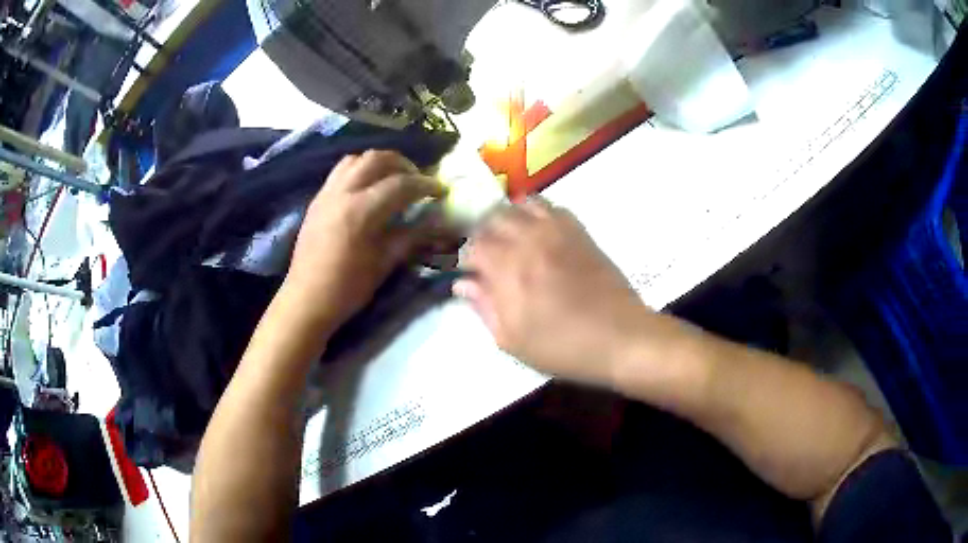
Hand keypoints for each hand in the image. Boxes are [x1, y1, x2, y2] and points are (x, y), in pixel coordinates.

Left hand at [285, 150, 445, 334]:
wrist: (307, 299)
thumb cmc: (348, 287)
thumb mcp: (385, 262)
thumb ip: (412, 236)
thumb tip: (438, 221)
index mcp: (362, 210)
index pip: (401, 184)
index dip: (426, 184)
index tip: (441, 190)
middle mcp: (343, 192)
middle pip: (378, 159)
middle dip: (404, 164)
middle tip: (418, 180)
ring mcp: (327, 193)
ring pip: (357, 159)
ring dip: (380, 163)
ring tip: (393, 179)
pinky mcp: (317, 199)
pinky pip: (341, 171)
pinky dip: (360, 169)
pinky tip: (368, 188)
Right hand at [454, 198, 652, 385]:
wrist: (619, 337)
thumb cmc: (563, 346)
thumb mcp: (513, 340)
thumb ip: (484, 308)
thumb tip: (463, 284)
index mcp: (509, 269)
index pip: (473, 246)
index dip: (466, 258)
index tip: (470, 273)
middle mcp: (529, 240)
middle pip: (493, 218)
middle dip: (483, 234)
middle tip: (487, 254)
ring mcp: (556, 231)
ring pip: (520, 205)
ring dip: (507, 218)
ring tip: (509, 237)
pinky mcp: (579, 231)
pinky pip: (551, 206)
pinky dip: (535, 211)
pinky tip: (536, 230)